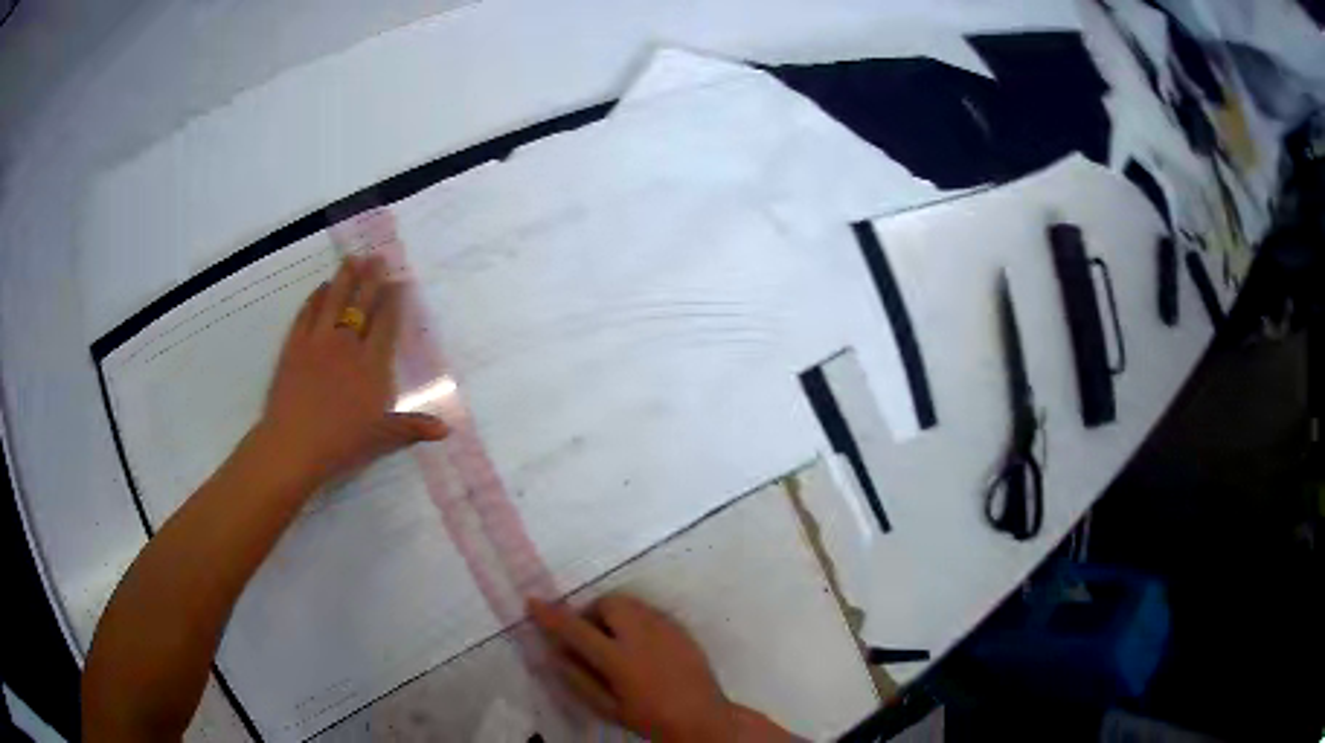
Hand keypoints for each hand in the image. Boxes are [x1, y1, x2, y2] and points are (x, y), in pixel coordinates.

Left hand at [258, 255, 446, 485]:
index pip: (386, 323)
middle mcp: (346, 344)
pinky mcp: (294, 346)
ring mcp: (317, 342)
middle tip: (378, 258)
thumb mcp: (382, 437)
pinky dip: (315, 298)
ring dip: (344, 278)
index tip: (400, 282)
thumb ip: (413, 427)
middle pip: (362, 303)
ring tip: (352, 259)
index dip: (394, 300)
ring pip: (334, 300)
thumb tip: (447, 430)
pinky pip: (307, 313)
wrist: (294, 445)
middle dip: (372, 279)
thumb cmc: (342, 443)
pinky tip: (321, 289)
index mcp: (371, 364)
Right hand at [529, 594, 795, 741]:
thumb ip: (577, 678)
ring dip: (613, 613)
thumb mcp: (607, 707)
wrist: (702, 718)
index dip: (551, 615)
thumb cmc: (649, 717)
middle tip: (589, 636)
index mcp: (620, 659)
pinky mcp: (680, 627)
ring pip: (630, 602)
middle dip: (592, 613)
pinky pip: (648, 611)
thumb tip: (554, 652)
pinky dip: (634, 619)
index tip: (533, 602)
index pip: (576, 629)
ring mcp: (665, 627)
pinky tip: (638, 644)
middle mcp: (643, 634)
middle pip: (607, 603)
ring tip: (614, 640)